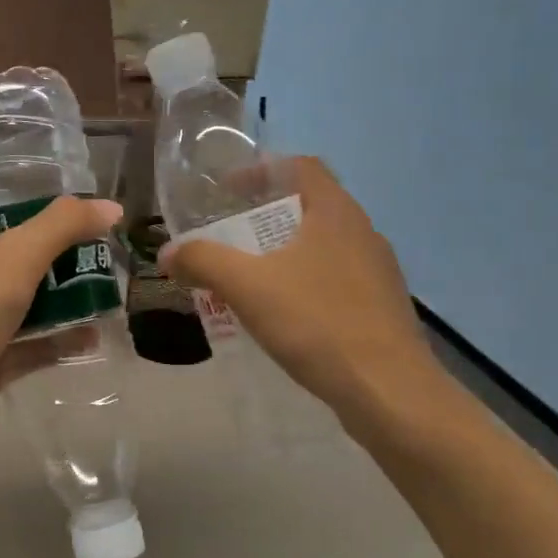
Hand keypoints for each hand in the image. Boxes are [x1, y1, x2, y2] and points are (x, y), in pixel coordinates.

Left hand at [0, 197, 125, 448]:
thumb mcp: (17, 254)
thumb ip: (64, 225)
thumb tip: (113, 207)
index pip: (1, 221)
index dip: (40, 216)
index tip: (83, 219)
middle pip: (21, 264)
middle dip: (63, 261)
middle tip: (106, 258)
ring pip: (29, 307)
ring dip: (66, 302)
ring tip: (109, 294)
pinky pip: (33, 347)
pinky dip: (60, 341)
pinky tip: (95, 337)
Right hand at [162, 157, 449, 424]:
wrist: (388, 391)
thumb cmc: (317, 322)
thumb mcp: (247, 286)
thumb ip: (203, 261)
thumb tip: (168, 252)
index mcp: (336, 213)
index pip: (302, 166)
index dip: (262, 169)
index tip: (228, 189)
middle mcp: (363, 233)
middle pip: (311, 206)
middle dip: (266, 216)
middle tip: (229, 235)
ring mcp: (377, 272)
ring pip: (323, 247)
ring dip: (285, 253)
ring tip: (249, 276)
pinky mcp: (380, 308)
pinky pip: (335, 281)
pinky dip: (304, 284)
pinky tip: (282, 315)